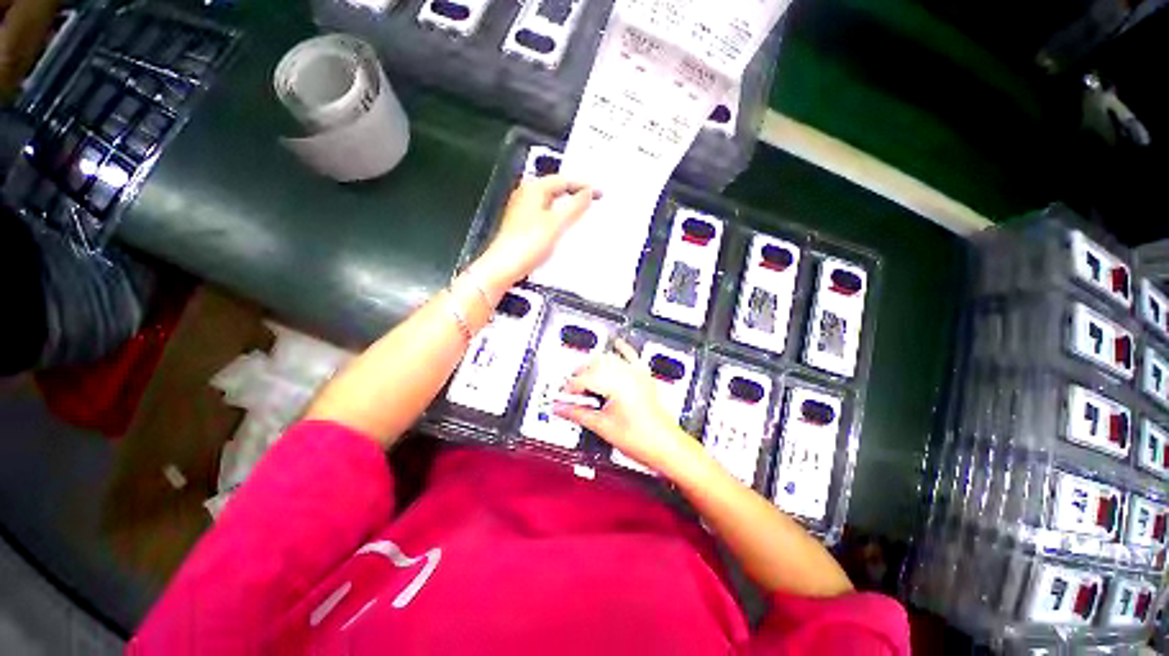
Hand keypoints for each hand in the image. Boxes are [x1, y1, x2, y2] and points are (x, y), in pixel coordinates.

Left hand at [473, 175, 597, 290]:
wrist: (505, 266)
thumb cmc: (527, 243)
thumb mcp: (557, 223)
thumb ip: (575, 206)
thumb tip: (588, 192)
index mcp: (533, 189)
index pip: (563, 180)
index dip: (583, 185)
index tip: (599, 192)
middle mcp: (526, 195)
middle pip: (556, 189)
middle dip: (575, 194)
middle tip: (593, 200)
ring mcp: (523, 210)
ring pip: (551, 203)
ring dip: (567, 207)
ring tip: (583, 213)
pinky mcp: (522, 225)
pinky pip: (546, 215)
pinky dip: (558, 218)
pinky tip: (566, 227)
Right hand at [554, 340, 697, 476]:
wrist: (665, 446)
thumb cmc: (641, 439)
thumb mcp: (602, 426)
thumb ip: (578, 414)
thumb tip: (560, 409)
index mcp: (616, 384)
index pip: (584, 378)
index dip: (570, 387)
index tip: (562, 396)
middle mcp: (627, 374)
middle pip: (595, 365)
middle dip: (580, 374)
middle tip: (570, 389)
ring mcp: (637, 374)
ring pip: (610, 359)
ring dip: (595, 365)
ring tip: (584, 377)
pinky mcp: (644, 377)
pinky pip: (633, 356)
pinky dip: (623, 349)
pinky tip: (617, 344)